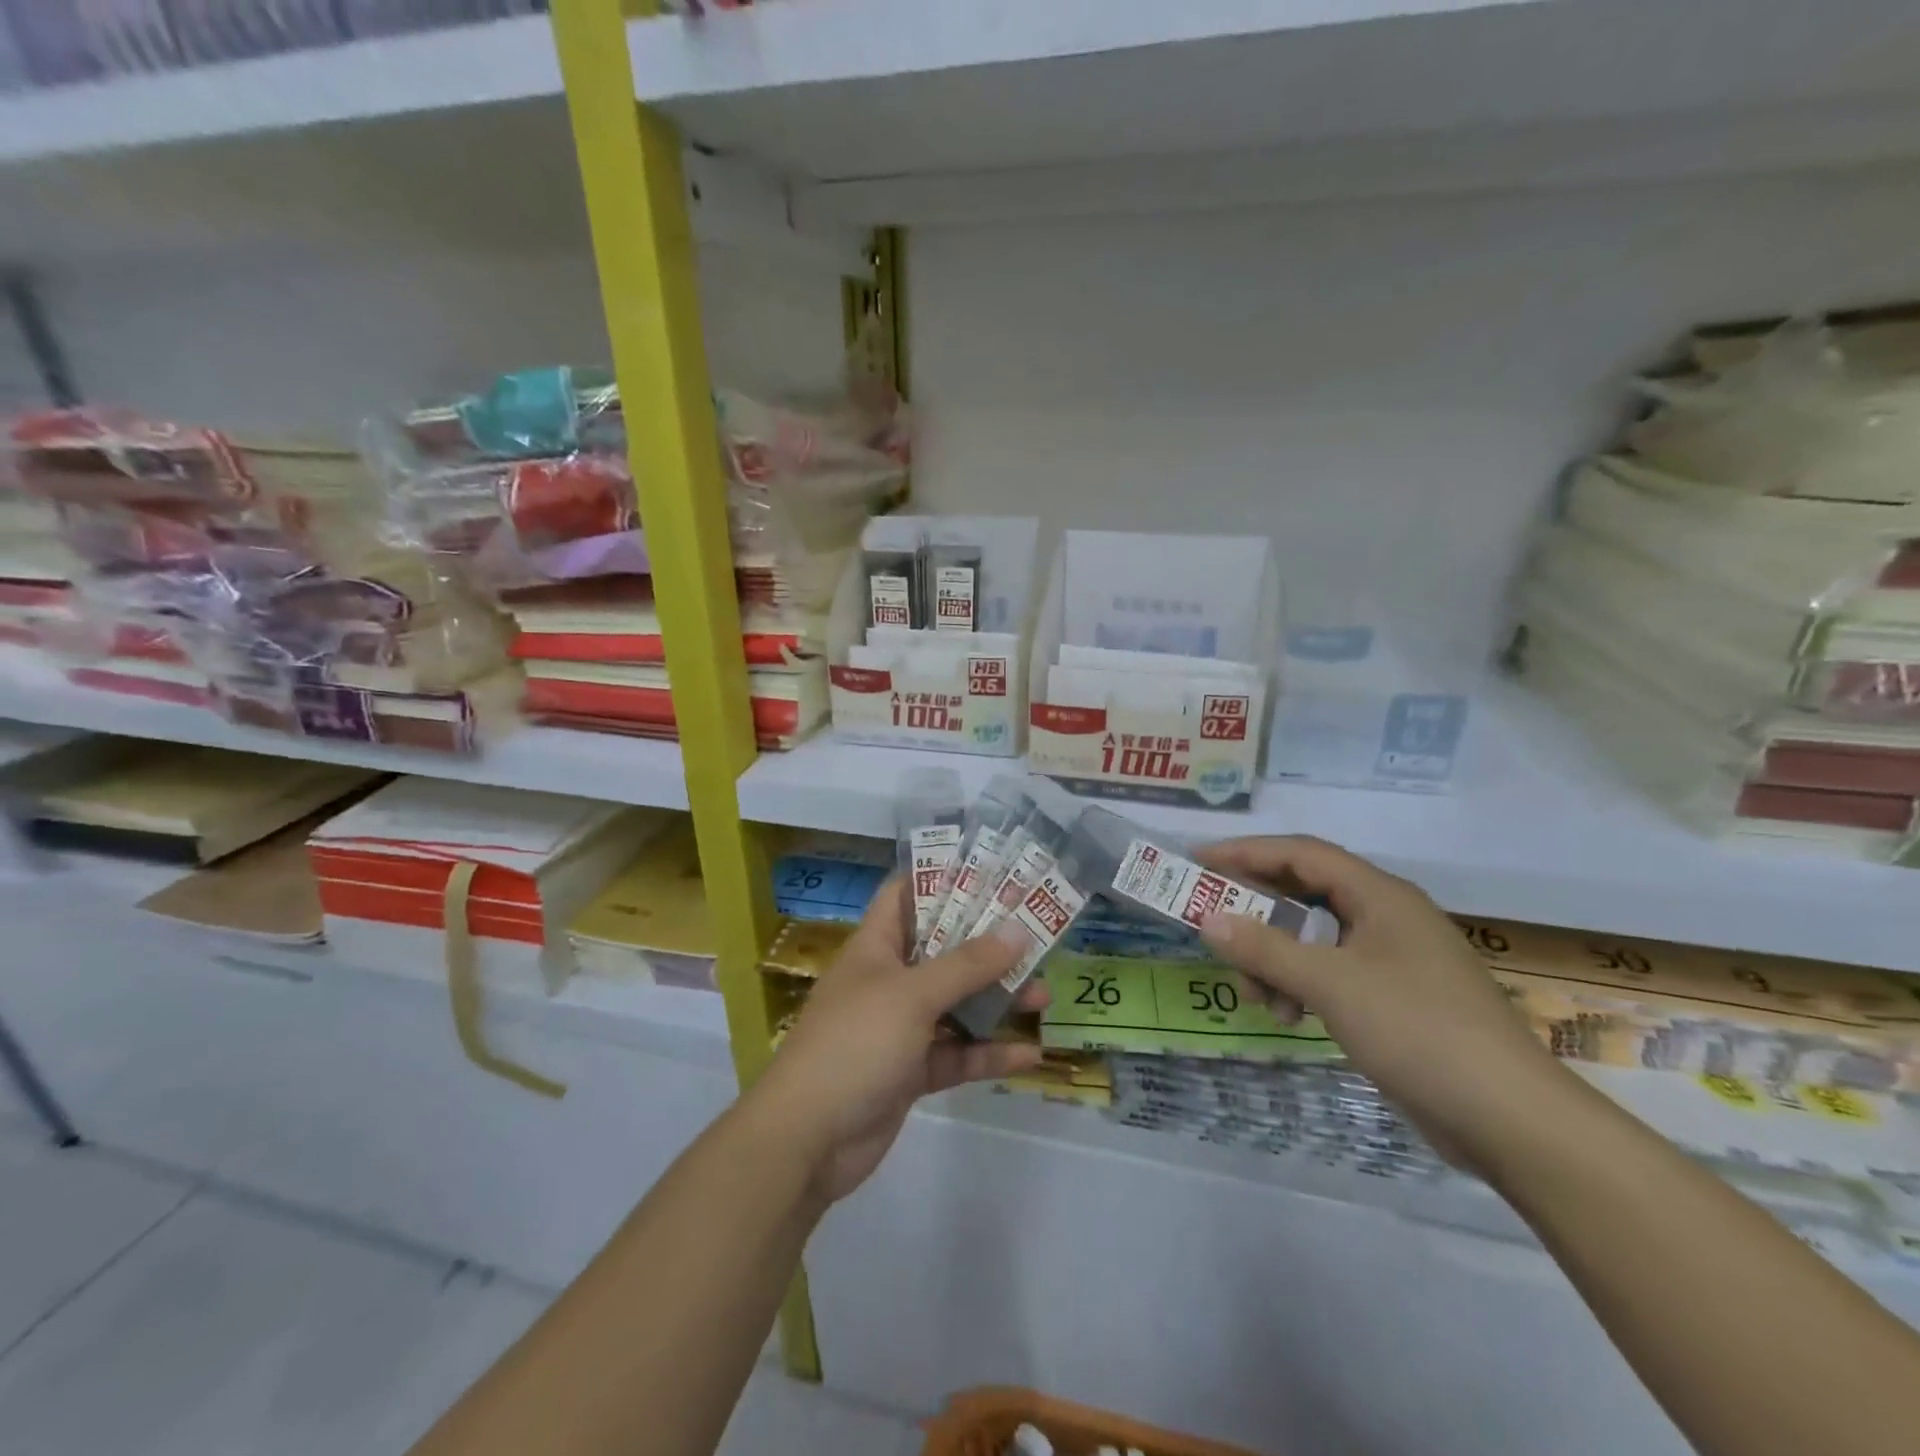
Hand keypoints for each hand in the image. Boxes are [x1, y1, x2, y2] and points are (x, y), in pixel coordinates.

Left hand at [753, 878, 1048, 1204]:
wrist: (808, 1139)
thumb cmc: (855, 1043)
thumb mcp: (912, 995)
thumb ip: (967, 965)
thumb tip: (1018, 930)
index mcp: (876, 947)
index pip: (906, 896)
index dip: (942, 879)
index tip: (990, 872)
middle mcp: (889, 980)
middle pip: (943, 950)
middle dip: (987, 944)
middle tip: (1035, 935)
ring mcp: (900, 1028)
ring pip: (956, 1004)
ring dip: (997, 1000)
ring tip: (1044, 995)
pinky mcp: (912, 1071)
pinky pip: (957, 1054)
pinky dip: (988, 1053)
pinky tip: (1029, 1054)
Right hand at [1196, 836, 1571, 1166]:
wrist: (1511, 1119)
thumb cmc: (1417, 1030)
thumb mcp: (1330, 984)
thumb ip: (1265, 948)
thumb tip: (1207, 919)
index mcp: (1379, 896)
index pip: (1300, 853)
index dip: (1246, 852)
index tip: (1199, 861)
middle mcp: (1386, 916)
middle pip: (1305, 894)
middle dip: (1256, 913)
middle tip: (1214, 928)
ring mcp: (1394, 958)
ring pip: (1315, 938)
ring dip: (1275, 957)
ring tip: (1253, 993)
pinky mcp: (1396, 997)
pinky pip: (1332, 972)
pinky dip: (1301, 985)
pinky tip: (1286, 1015)